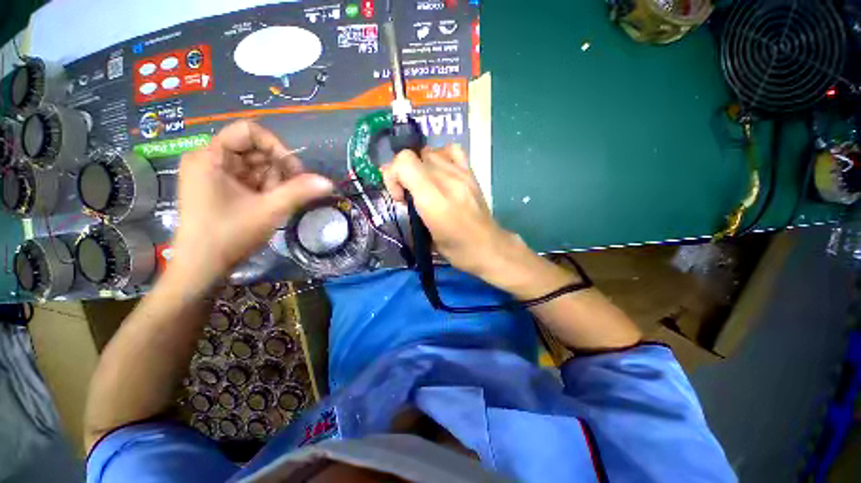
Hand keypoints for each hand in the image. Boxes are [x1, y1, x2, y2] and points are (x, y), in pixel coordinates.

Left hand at [170, 121, 331, 288]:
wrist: (202, 267)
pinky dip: (266, 189)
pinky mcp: (220, 188)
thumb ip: (300, 192)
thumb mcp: (269, 211)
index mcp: (211, 156)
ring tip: (275, 203)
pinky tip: (268, 205)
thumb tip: (329, 182)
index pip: (249, 131)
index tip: (294, 171)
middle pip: (255, 149)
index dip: (276, 146)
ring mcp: (214, 174)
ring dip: (274, 182)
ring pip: (256, 166)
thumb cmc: (229, 235)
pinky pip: (251, 178)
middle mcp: (210, 159)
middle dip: (278, 169)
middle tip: (289, 192)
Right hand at [382, 145, 521, 280]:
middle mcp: (447, 180)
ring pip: (429, 151)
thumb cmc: (456, 249)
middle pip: (413, 154)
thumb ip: (410, 211)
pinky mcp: (471, 173)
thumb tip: (400, 194)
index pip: (404, 162)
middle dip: (403, 173)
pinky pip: (452, 150)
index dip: (393, 176)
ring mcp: (461, 173)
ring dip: (419, 166)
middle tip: (409, 194)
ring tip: (423, 184)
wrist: (489, 247)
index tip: (400, 198)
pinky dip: (441, 157)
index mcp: (433, 200)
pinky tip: (440, 173)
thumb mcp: (425, 237)